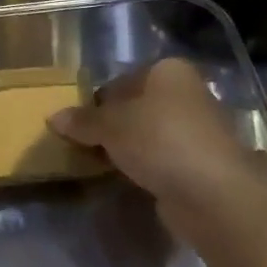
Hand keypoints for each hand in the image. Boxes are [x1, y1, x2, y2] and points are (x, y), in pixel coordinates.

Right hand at [48, 58, 266, 206]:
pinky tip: (131, 179)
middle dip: (113, 124)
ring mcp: (200, 128)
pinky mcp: (204, 162)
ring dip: (130, 146)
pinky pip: (164, 157)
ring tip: (103, 164)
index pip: (121, 80)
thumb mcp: (109, 126)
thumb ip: (82, 121)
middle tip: (86, 144)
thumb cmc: (159, 141)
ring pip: (151, 132)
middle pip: (137, 105)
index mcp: (169, 71)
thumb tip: (53, 118)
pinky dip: (148, 165)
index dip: (98, 101)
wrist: (213, 194)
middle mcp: (189, 92)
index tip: (79, 124)